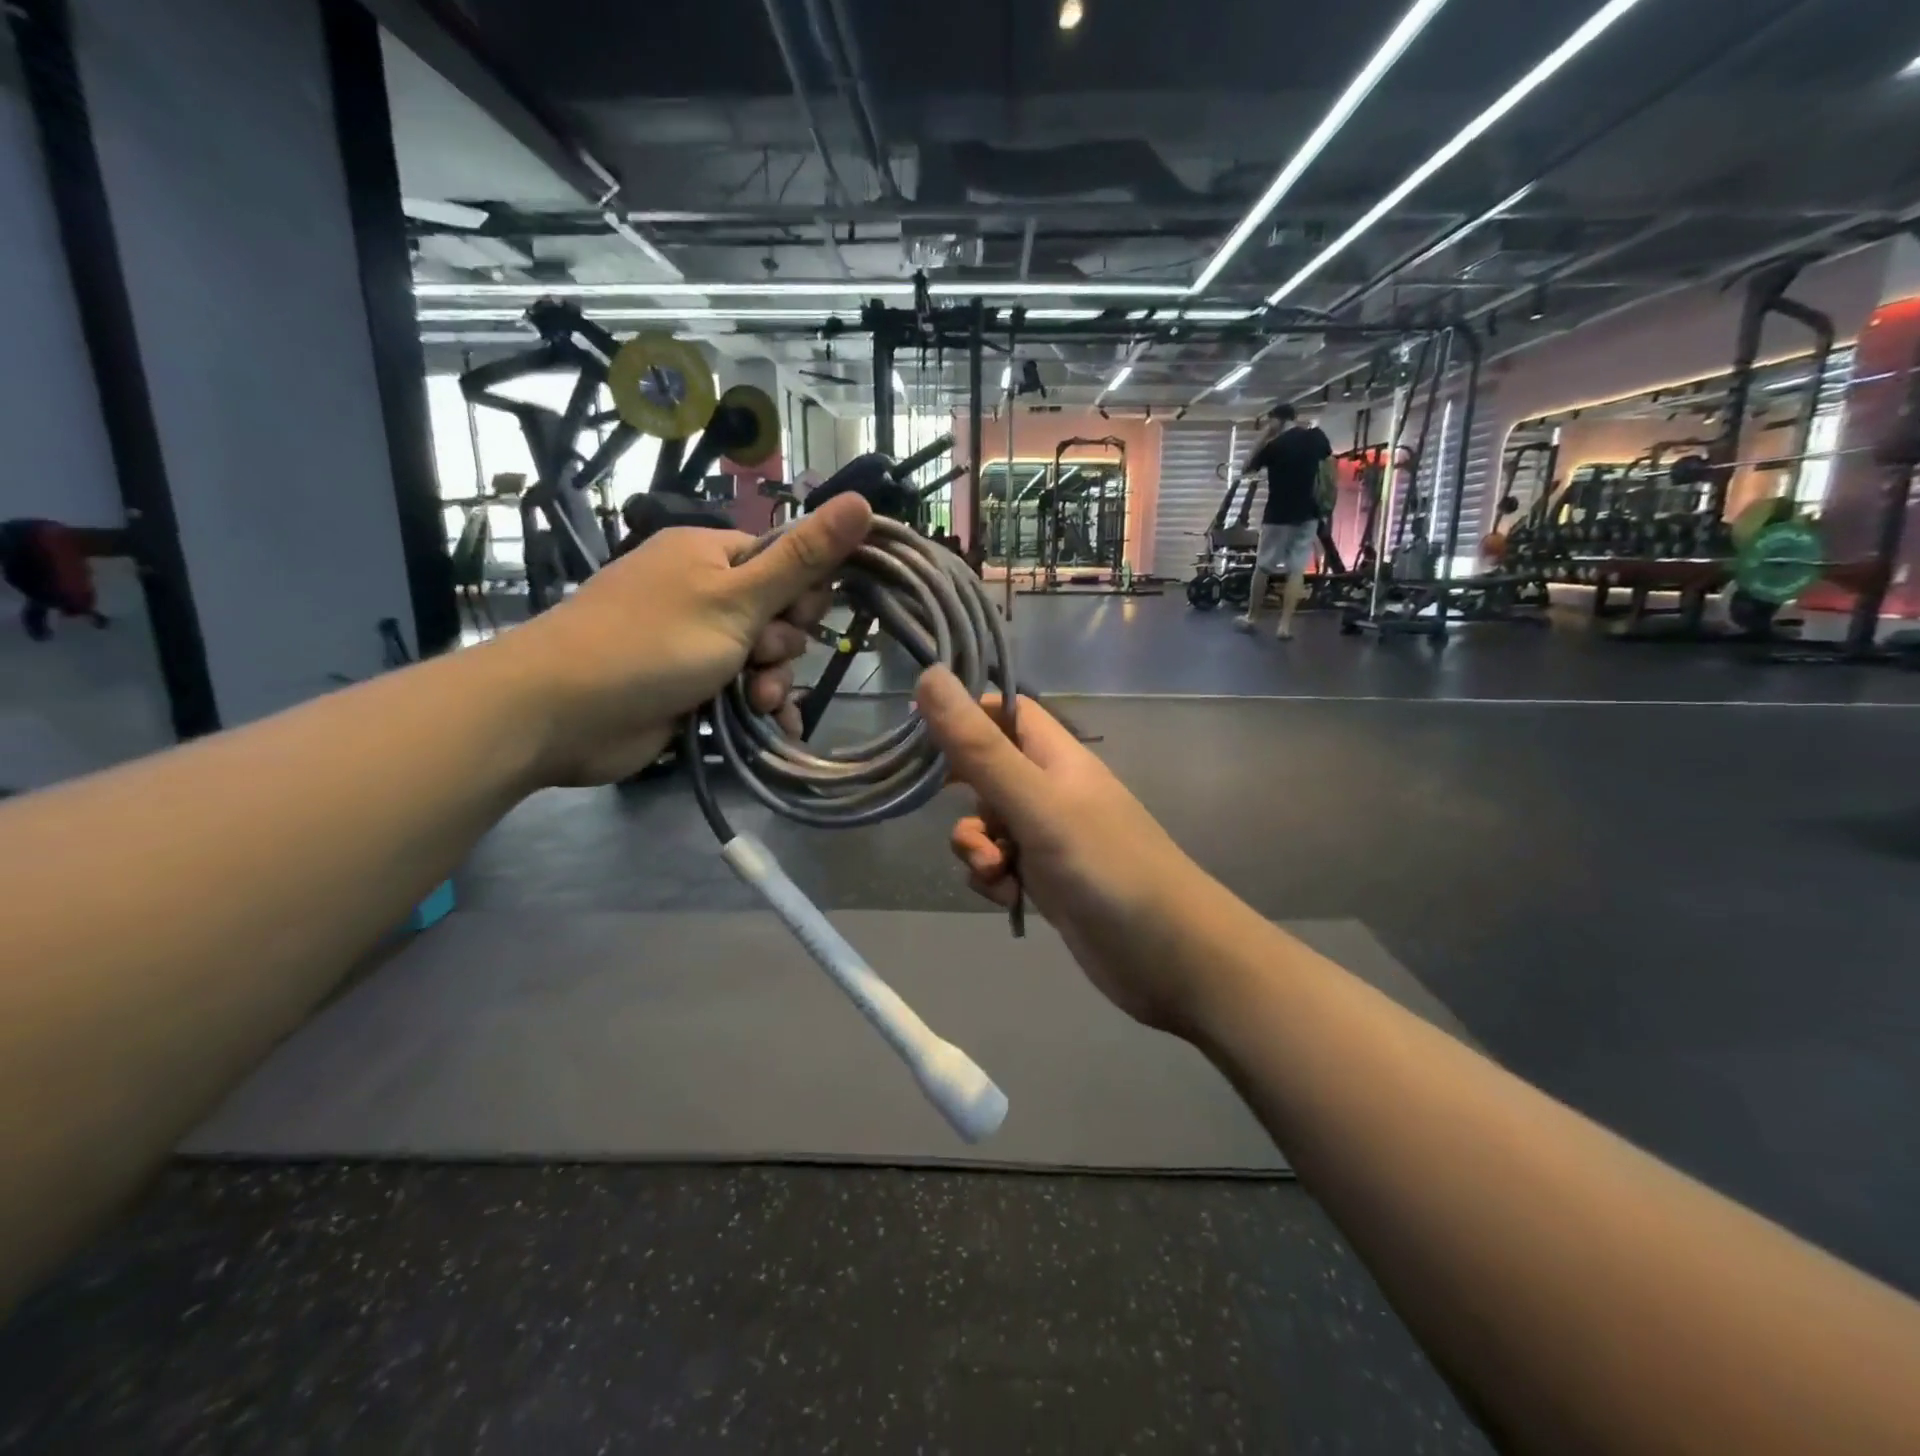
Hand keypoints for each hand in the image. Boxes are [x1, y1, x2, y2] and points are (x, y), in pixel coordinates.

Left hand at [504, 494, 872, 784]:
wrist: (561, 713)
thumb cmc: (653, 642)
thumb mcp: (738, 598)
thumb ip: (803, 559)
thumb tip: (864, 501)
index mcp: (710, 554)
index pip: (786, 561)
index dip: (803, 593)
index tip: (798, 616)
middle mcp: (703, 593)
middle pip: (778, 614)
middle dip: (781, 645)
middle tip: (761, 658)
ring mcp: (694, 642)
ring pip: (762, 659)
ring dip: (770, 682)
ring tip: (755, 701)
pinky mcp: (687, 687)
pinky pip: (742, 691)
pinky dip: (758, 707)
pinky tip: (774, 725)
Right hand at [915, 668, 1225, 1035]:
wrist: (1167, 954)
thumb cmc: (1104, 866)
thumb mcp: (1035, 803)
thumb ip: (980, 748)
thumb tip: (929, 675)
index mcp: (1057, 756)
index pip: (1005, 711)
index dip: (965, 713)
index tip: (919, 730)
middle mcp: (1052, 789)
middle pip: (986, 770)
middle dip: (961, 794)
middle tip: (940, 804)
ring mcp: (1049, 836)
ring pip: (988, 824)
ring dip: (976, 846)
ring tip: (996, 871)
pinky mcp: (1046, 878)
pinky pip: (1000, 865)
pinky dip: (994, 879)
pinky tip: (1008, 898)